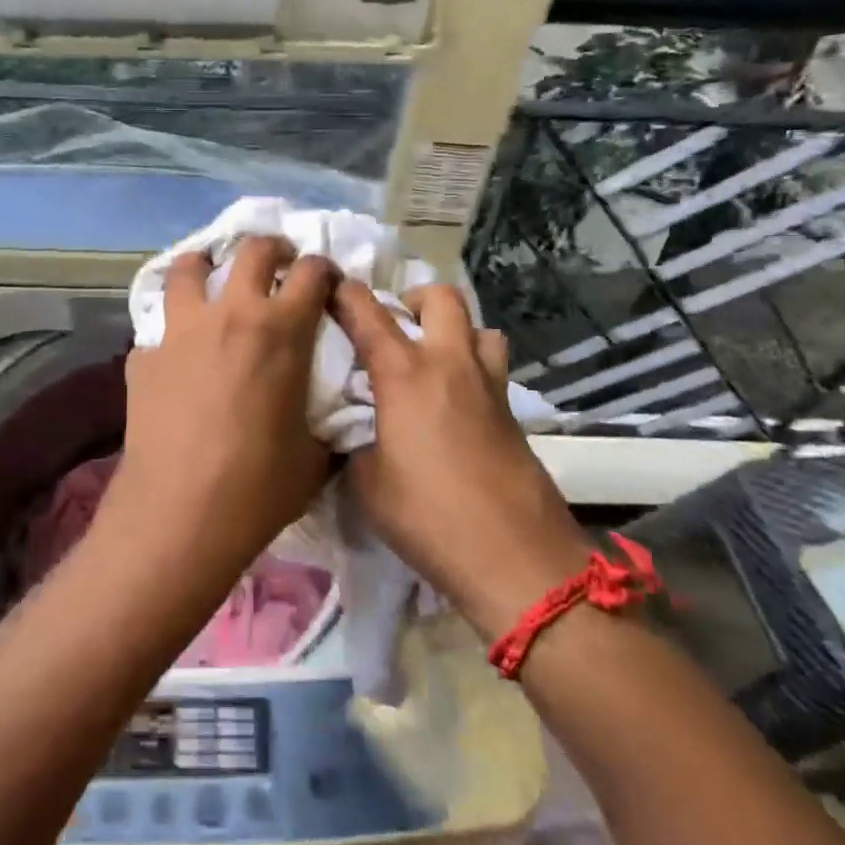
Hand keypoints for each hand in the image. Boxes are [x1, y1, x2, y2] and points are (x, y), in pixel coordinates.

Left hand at [106, 238, 337, 578]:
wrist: (180, 515)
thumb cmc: (258, 487)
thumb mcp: (313, 455)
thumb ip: (326, 422)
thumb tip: (333, 420)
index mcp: (280, 331)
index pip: (311, 273)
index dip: (323, 269)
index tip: (325, 279)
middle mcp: (230, 315)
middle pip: (251, 251)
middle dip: (271, 248)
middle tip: (276, 262)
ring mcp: (180, 331)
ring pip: (188, 268)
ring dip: (206, 265)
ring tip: (211, 276)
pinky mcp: (143, 356)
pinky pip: (158, 326)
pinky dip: (172, 328)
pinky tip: (176, 352)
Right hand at [332, 281, 588, 638]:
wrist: (515, 556)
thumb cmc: (428, 516)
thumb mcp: (367, 483)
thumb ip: (356, 444)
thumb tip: (358, 435)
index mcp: (405, 374)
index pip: (368, 313)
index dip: (345, 294)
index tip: (329, 288)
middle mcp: (450, 365)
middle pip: (443, 298)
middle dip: (415, 297)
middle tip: (396, 323)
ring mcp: (489, 387)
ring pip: (481, 328)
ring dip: (456, 330)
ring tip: (434, 358)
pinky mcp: (513, 414)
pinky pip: (493, 369)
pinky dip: (473, 368)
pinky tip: (456, 404)